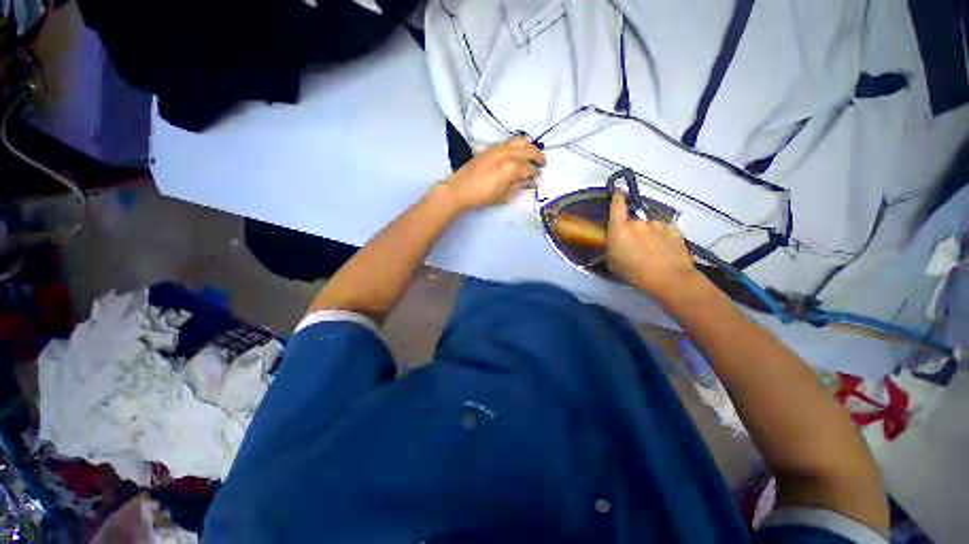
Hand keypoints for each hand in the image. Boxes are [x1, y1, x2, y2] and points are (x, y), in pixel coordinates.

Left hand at [442, 136, 544, 209]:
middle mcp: (507, 154)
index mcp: (511, 168)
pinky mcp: (491, 147)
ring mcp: (498, 148)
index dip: (535, 173)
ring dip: (529, 147)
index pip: (530, 168)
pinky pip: (509, 141)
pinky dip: (518, 144)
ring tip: (532, 155)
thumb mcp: (503, 196)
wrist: (460, 189)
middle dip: (538, 156)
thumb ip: (518, 186)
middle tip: (542, 163)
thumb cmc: (482, 196)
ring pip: (520, 141)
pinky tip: (519, 152)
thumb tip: (529, 182)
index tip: (537, 177)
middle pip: (528, 150)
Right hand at [607, 191, 701, 298]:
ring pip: (648, 227)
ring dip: (647, 235)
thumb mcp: (612, 263)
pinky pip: (662, 230)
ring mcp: (657, 224)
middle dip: (632, 231)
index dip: (617, 196)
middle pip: (632, 221)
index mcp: (619, 229)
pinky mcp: (673, 229)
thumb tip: (615, 241)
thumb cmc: (634, 274)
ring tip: (651, 252)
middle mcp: (638, 222)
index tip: (617, 191)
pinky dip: (661, 238)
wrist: (669, 279)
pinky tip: (663, 251)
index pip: (617, 205)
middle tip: (634, 246)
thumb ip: (612, 247)